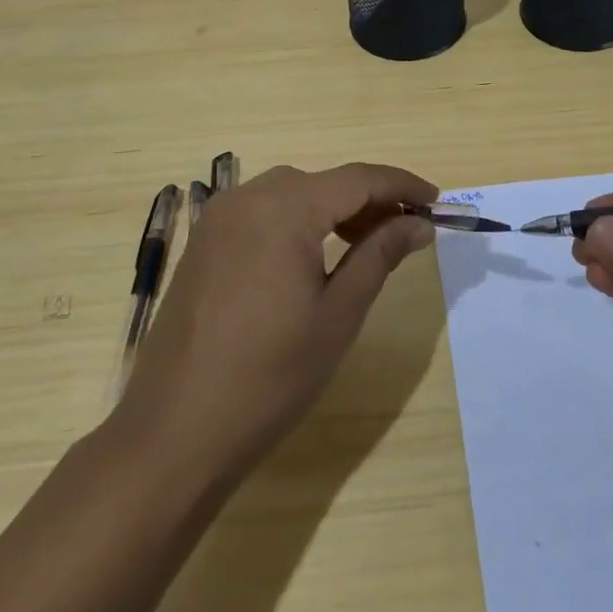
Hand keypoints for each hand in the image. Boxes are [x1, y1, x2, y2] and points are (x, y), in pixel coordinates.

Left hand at [115, 162, 436, 487]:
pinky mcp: (203, 243)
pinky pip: (262, 213)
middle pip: (323, 182)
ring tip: (366, 245)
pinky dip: (297, 222)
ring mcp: (218, 219)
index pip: (358, 179)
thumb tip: (417, 223)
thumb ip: (380, 255)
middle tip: (406, 231)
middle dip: (369, 200)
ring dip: (333, 210)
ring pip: (292, 194)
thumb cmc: (269, 377)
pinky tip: (314, 257)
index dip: (402, 185)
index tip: (437, 201)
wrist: (174, 433)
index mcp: (283, 208)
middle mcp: (247, 198)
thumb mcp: (338, 314)